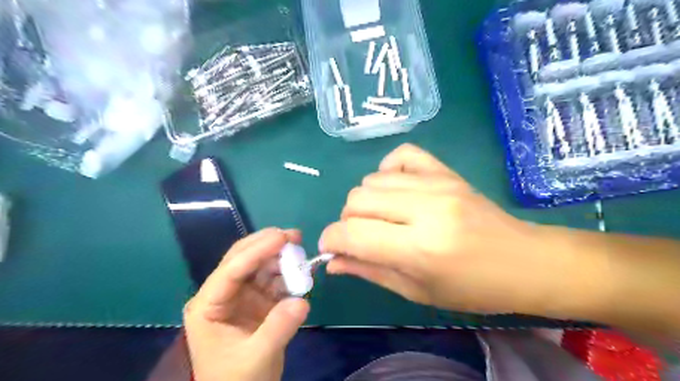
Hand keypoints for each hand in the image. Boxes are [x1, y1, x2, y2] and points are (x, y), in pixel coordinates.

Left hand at [186, 228, 309, 378]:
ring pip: (260, 267)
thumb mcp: (256, 358)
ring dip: (281, 258)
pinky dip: (288, 275)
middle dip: (267, 245)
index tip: (282, 237)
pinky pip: (274, 280)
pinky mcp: (258, 301)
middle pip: (243, 260)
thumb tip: (302, 300)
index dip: (257, 250)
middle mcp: (223, 294)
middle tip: (295, 235)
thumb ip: (278, 328)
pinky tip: (301, 273)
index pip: (231, 270)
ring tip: (301, 253)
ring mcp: (241, 296)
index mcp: (208, 305)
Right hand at [321, 143, 578, 314]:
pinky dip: (388, 172)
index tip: (331, 248)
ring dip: (366, 201)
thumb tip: (332, 261)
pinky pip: (401, 156)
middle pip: (357, 200)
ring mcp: (437, 184)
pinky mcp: (446, 171)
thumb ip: (369, 271)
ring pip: (372, 180)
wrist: (524, 261)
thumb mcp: (416, 291)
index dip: (331, 240)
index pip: (352, 233)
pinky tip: (397, 190)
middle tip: (361, 237)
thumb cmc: (472, 288)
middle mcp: (425, 209)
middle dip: (347, 221)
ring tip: (382, 217)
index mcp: (419, 248)